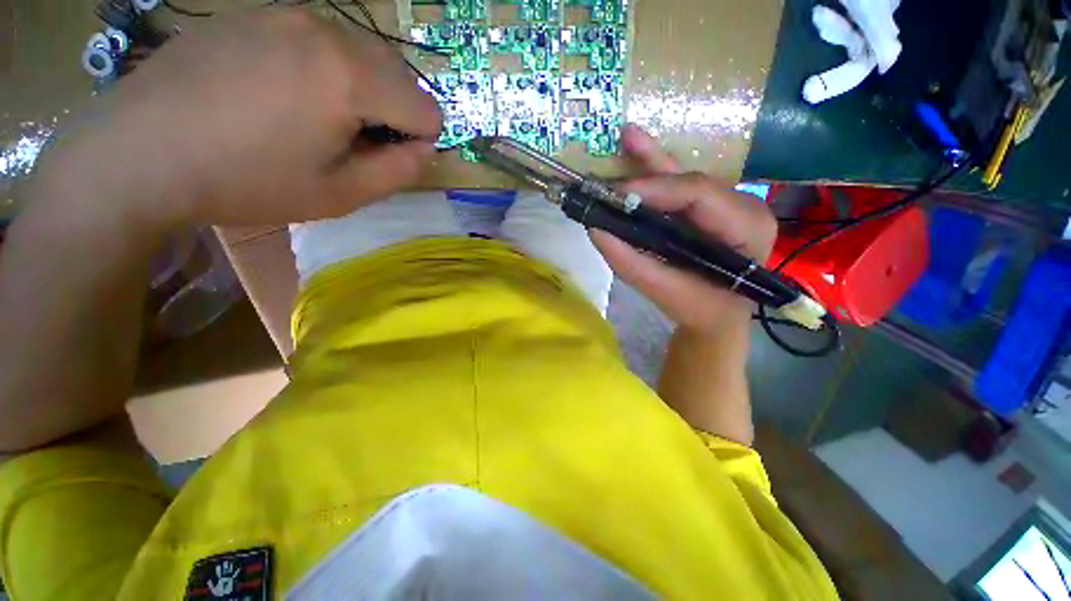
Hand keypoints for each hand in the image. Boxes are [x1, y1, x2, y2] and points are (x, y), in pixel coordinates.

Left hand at [34, 8, 441, 229]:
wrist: (139, 152)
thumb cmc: (246, 181)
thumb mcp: (339, 194)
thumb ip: (397, 172)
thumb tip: (424, 148)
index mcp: (351, 80)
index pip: (427, 110)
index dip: (419, 141)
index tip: (386, 158)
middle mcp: (328, 33)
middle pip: (401, 74)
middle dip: (396, 111)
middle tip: (357, 140)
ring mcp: (289, 14)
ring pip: (364, 53)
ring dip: (365, 88)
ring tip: (322, 117)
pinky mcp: (258, 13)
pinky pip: (322, 39)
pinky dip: (328, 67)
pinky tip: (287, 92)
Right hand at [591, 126, 776, 333]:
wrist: (719, 317)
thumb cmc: (699, 309)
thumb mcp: (665, 292)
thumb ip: (631, 264)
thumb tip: (595, 231)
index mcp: (746, 227)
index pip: (699, 194)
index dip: (655, 189)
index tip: (616, 195)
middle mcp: (744, 206)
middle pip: (691, 181)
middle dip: (647, 179)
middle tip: (610, 184)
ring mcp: (729, 203)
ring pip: (684, 177)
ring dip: (651, 163)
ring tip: (627, 136)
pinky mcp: (711, 207)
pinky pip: (681, 185)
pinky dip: (656, 170)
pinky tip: (637, 146)